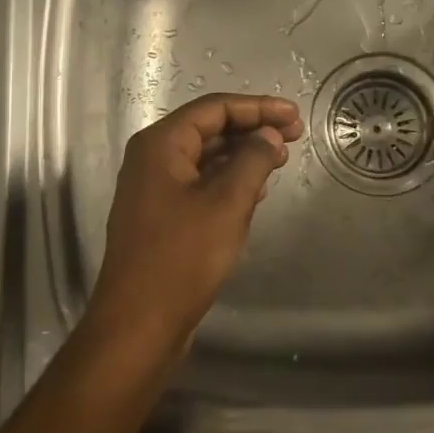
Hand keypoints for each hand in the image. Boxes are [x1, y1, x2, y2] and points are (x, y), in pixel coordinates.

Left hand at [90, 93, 304, 348]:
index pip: (214, 108)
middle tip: (295, 136)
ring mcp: (154, 190)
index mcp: (160, 145)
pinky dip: (229, 180)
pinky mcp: (161, 217)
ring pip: (206, 157)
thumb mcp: (227, 203)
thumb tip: (270, 135)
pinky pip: (200, 183)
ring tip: (281, 159)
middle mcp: (152, 159)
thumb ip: (253, 160)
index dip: (258, 107)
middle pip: (209, 129)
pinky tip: (256, 190)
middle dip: (252, 128)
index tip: (295, 116)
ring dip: (243, 154)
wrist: (138, 325)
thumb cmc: (182, 257)